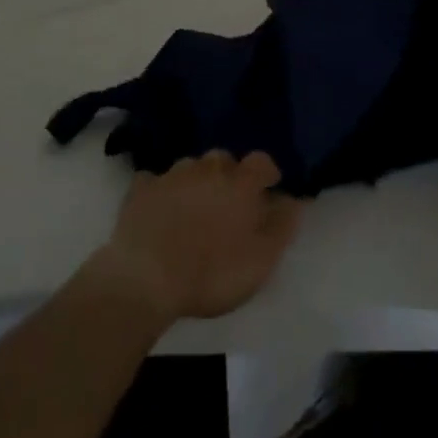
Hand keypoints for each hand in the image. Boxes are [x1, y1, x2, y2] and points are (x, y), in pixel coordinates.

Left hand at [94, 151, 301, 324]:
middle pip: (224, 160)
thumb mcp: (260, 260)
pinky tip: (160, 207)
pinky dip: (161, 190)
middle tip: (229, 203)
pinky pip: (156, 180)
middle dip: (230, 175)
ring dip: (197, 181)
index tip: (269, 189)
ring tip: (195, 207)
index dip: (267, 173)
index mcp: (240, 183)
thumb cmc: (211, 272)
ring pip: (191, 167)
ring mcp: (172, 175)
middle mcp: (207, 168)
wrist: (146, 277)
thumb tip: (295, 199)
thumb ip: (282, 227)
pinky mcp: (142, 189)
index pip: (261, 161)